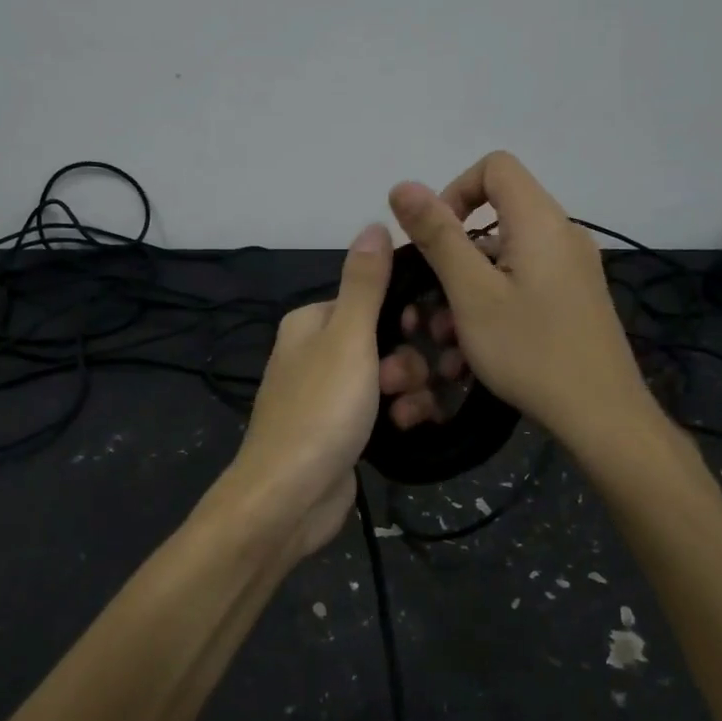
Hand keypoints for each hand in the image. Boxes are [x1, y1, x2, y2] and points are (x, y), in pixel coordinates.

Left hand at [224, 223, 392, 560]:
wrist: (289, 498)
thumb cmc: (320, 411)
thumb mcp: (347, 338)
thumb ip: (365, 283)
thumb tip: (375, 222)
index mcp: (312, 322)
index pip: (373, 298)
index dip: (407, 314)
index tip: (433, 332)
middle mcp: (318, 352)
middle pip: (386, 339)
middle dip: (407, 361)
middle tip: (402, 382)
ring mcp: (330, 394)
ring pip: (390, 377)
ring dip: (409, 391)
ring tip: (404, 413)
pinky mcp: (344, 430)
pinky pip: (384, 409)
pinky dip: (400, 416)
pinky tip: (407, 428)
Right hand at [384, 151, 654, 445]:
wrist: (601, 414)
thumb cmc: (530, 350)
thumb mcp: (471, 294)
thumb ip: (438, 236)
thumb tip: (403, 185)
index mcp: (541, 222)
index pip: (495, 167)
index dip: (455, 191)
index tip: (434, 239)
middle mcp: (563, 235)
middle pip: (498, 215)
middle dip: (455, 252)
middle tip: (433, 300)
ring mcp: (573, 269)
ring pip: (507, 257)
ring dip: (469, 287)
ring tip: (447, 340)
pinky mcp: (575, 298)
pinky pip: (525, 282)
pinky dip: (494, 301)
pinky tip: (477, 347)